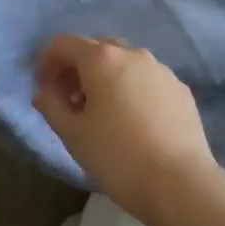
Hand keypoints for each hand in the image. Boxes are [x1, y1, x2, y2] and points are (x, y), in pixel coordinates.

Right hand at [30, 35, 222, 224]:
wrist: (178, 181)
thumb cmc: (117, 156)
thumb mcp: (73, 134)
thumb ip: (51, 106)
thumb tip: (43, 93)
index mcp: (102, 59)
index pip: (64, 44)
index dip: (47, 63)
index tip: (44, 90)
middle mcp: (133, 54)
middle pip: (96, 49)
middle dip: (77, 69)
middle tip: (69, 102)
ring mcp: (161, 69)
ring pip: (124, 63)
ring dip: (105, 79)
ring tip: (100, 114)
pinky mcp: (180, 88)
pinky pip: (147, 80)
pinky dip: (131, 89)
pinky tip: (132, 122)